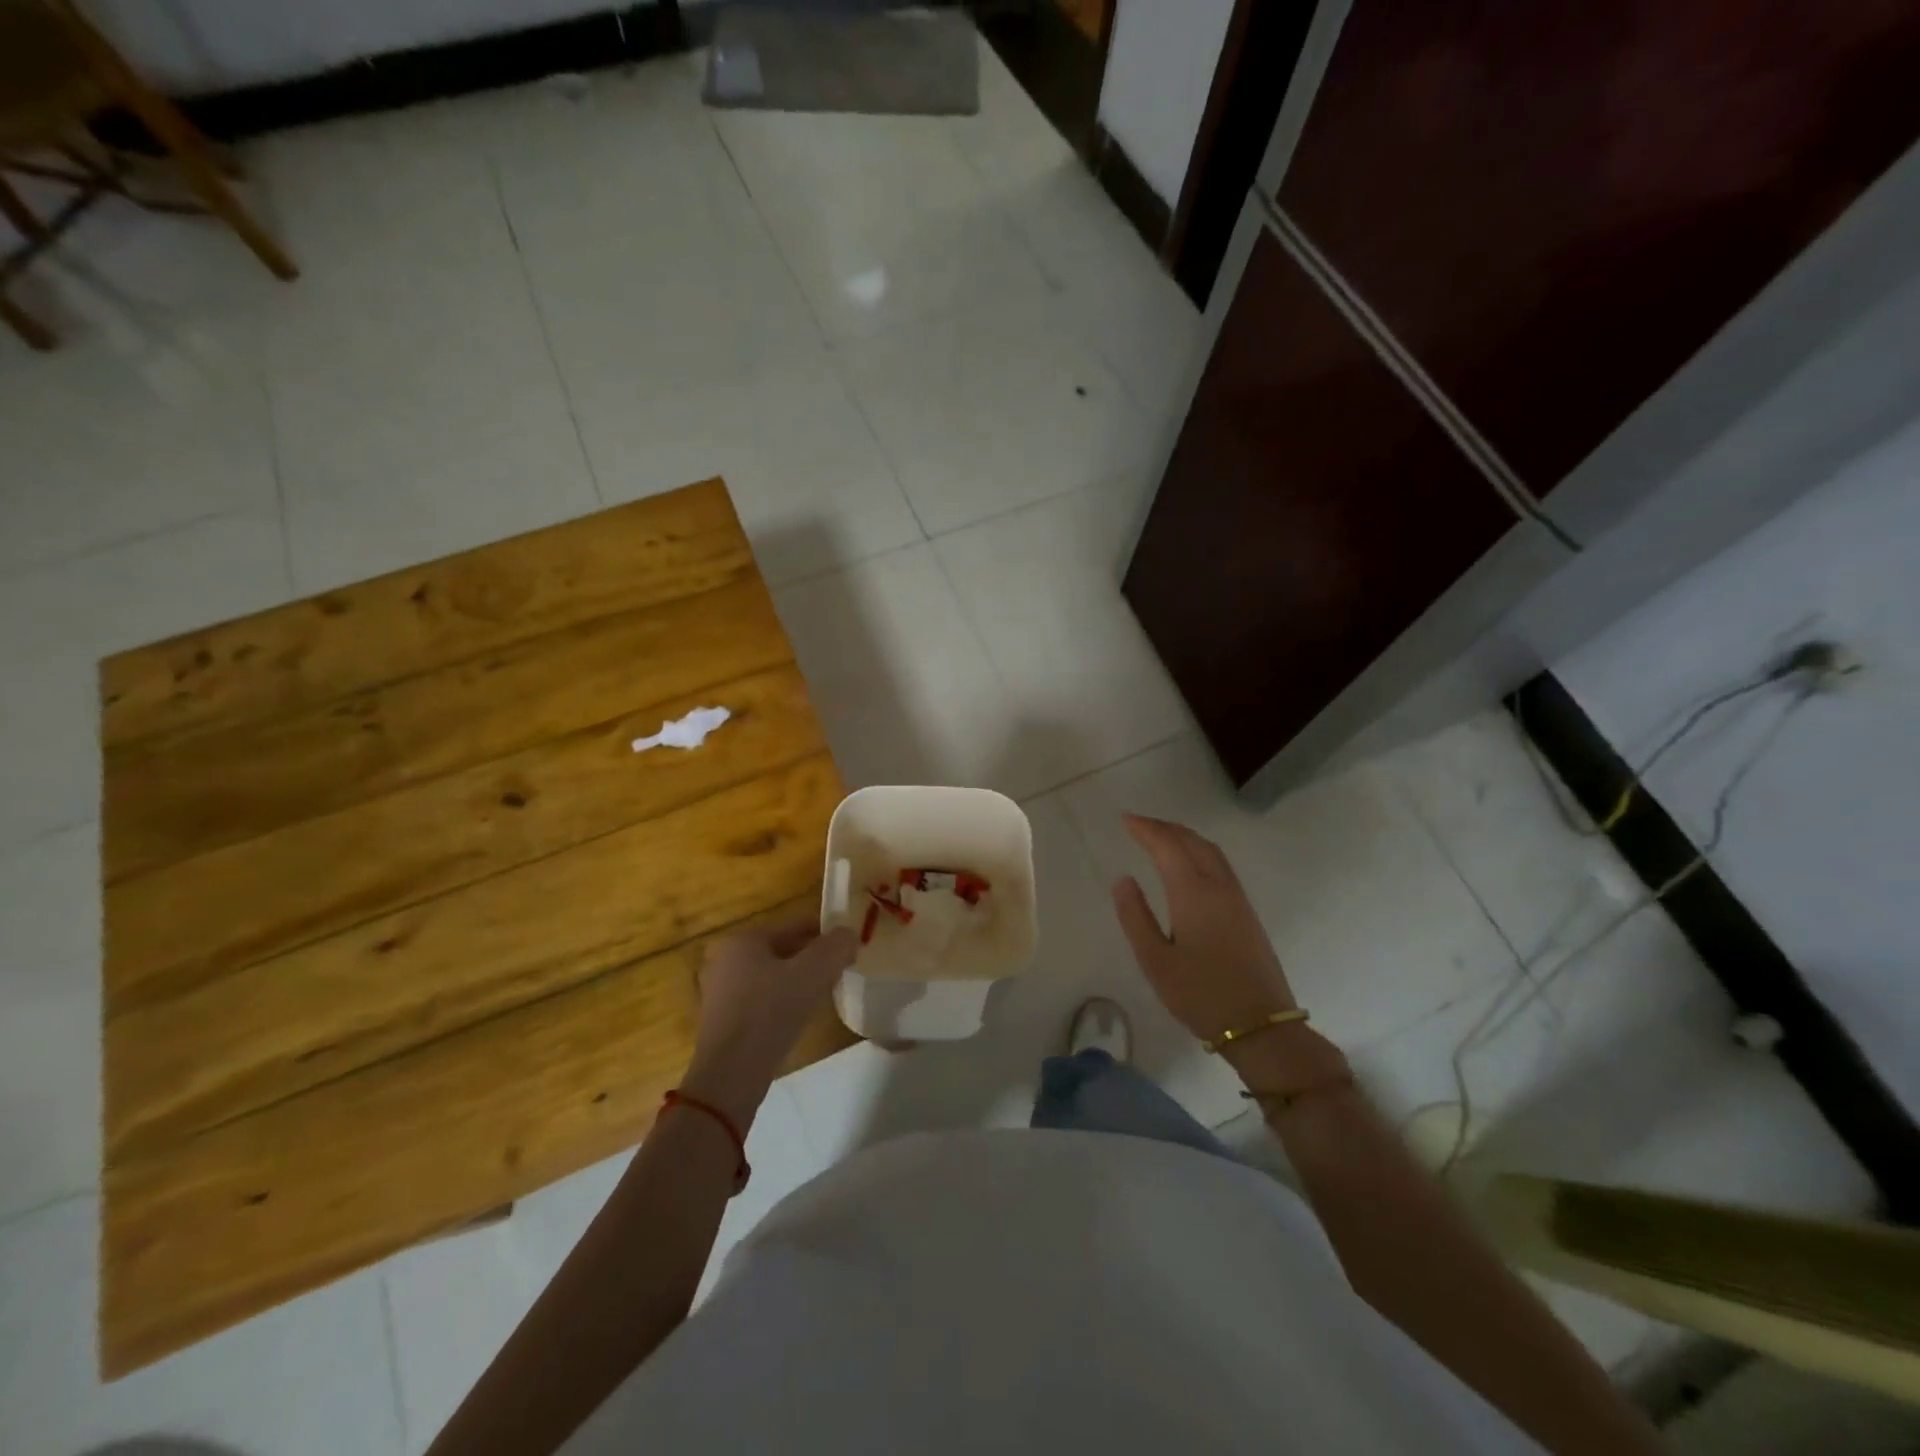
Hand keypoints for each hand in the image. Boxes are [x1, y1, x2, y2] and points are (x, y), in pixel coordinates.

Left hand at [683, 919, 856, 1128]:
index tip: (849, 946)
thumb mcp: (812, 974)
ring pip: (772, 976)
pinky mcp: (723, 1021)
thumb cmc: (769, 1013)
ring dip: (798, 981)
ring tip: (826, 991)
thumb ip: (836, 947)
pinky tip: (800, 1015)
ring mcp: (720, 992)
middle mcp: (725, 960)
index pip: (794, 927)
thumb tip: (849, 935)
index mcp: (742, 940)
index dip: (825, 934)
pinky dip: (782, 1001)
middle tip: (841, 969)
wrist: (730, 1075)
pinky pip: (761, 1000)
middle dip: (812, 958)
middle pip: (782, 951)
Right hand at [1111, 814, 1297, 1047]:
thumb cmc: (1200, 995)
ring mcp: (1237, 898)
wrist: (1260, 1025)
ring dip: (1185, 836)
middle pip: (1192, 841)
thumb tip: (1124, 879)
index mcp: (1193, 894)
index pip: (1168, 846)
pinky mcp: (1247, 912)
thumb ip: (1136, 916)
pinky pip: (1221, 865)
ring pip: (1211, 851)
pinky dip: (1200, 851)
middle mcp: (1218, 887)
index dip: (1146, 829)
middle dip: (1165, 827)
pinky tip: (1190, 863)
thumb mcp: (1155, 961)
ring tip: (1162, 836)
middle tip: (1139, 824)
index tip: (1126, 819)